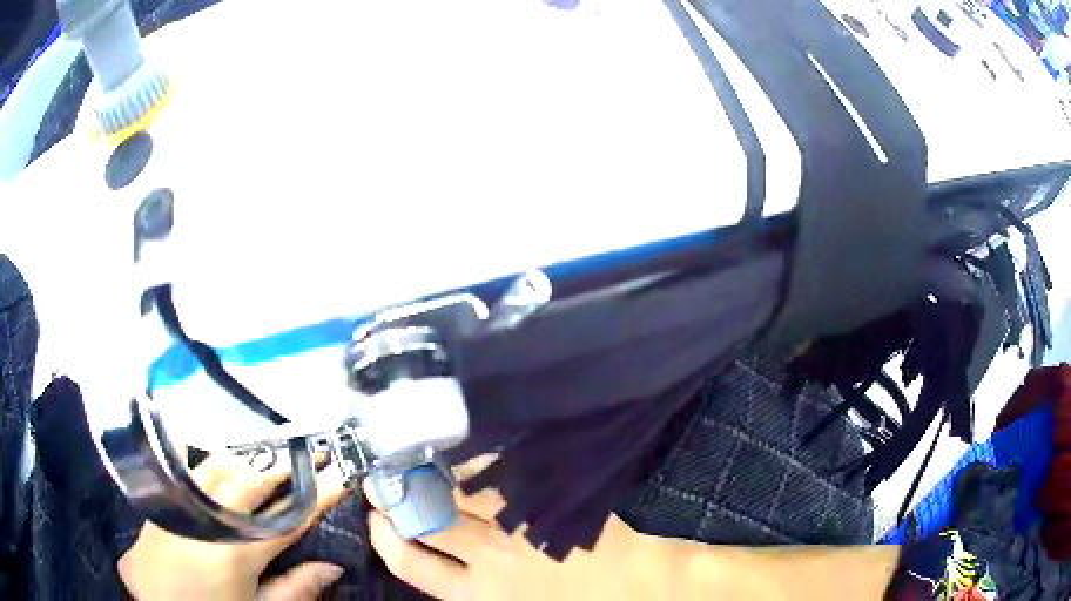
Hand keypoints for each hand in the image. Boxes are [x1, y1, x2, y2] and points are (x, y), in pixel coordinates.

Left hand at [118, 452, 351, 600]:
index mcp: (237, 551)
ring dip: (250, 457)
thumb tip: (332, 566)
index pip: (288, 516)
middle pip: (252, 481)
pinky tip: (213, 445)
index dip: (318, 494)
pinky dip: (206, 455)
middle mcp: (209, 517)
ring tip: (272, 449)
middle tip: (310, 451)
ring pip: (220, 467)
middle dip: (284, 465)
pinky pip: (188, 468)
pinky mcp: (165, 498)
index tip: (342, 471)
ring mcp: (182, 503)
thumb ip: (295, 590)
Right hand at [365, 457, 673, 600]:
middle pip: (423, 521)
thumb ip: (467, 587)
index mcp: (474, 594)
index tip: (375, 521)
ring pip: (457, 493)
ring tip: (418, 463)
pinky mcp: (542, 504)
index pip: (410, 564)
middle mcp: (485, 560)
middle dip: (394, 498)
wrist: (634, 591)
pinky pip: (499, 477)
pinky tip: (468, 458)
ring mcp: (515, 528)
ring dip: (431, 476)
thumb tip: (431, 559)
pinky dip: (476, 465)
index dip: (384, 539)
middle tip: (383, 481)